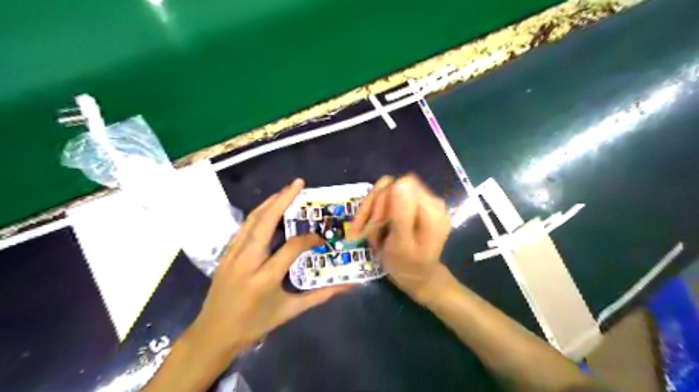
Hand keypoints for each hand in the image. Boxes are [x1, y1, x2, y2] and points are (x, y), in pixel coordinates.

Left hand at [190, 180, 349, 356]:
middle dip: (282, 199)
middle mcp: (247, 261)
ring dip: (269, 203)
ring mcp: (233, 255)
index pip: (292, 248)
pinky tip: (267, 209)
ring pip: (251, 221)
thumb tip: (347, 287)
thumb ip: (319, 296)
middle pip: (265, 222)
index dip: (310, 239)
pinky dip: (257, 215)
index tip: (322, 238)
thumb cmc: (254, 324)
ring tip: (285, 190)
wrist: (213, 334)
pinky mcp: (225, 254)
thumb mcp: (289, 311)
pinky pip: (243, 228)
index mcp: (265, 278)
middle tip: (298, 183)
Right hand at [350, 175, 453, 303]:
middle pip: (391, 186)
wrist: (416, 276)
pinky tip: (374, 228)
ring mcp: (421, 200)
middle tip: (366, 233)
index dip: (381, 202)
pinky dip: (376, 213)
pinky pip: (388, 198)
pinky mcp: (412, 204)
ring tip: (370, 233)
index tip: (372, 225)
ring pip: (386, 190)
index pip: (400, 185)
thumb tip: (399, 182)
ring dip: (372, 212)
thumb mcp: (401, 244)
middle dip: (374, 209)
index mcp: (431, 209)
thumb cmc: (407, 265)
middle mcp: (429, 199)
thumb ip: (401, 214)